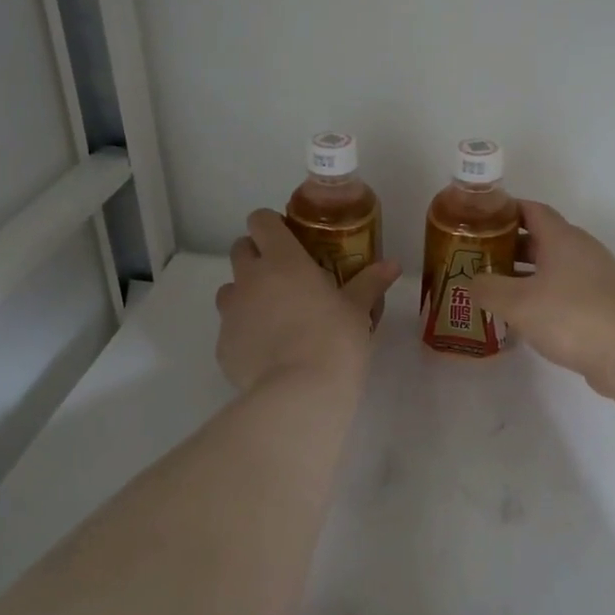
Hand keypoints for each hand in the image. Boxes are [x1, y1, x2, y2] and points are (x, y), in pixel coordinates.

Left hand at [214, 209, 399, 393]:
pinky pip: (229, 330)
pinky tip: (267, 353)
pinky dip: (244, 334)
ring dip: (246, 294)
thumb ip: (370, 283)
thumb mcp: (357, 310)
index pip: (260, 221)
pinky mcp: (222, 346)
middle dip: (257, 256)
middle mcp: (249, 279)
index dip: (271, 225)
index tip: (288, 239)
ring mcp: (230, 312)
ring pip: (229, 290)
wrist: (299, 393)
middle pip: (240, 250)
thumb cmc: (334, 340)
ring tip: (273, 316)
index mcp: (282, 260)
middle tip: (284, 277)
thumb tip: (392, 264)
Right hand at [459, 202, 614, 396]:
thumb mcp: (516, 302)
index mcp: (562, 238)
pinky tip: (525, 316)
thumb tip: (473, 281)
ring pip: (553, 267)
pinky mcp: (602, 304)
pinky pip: (565, 290)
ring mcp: (596, 278)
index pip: (532, 210)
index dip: (505, 210)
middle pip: (541, 238)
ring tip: (495, 289)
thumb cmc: (570, 316)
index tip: (478, 220)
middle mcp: (581, 251)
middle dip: (509, 246)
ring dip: (524, 274)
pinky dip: (542, 295)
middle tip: (478, 258)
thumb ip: (487, 288)